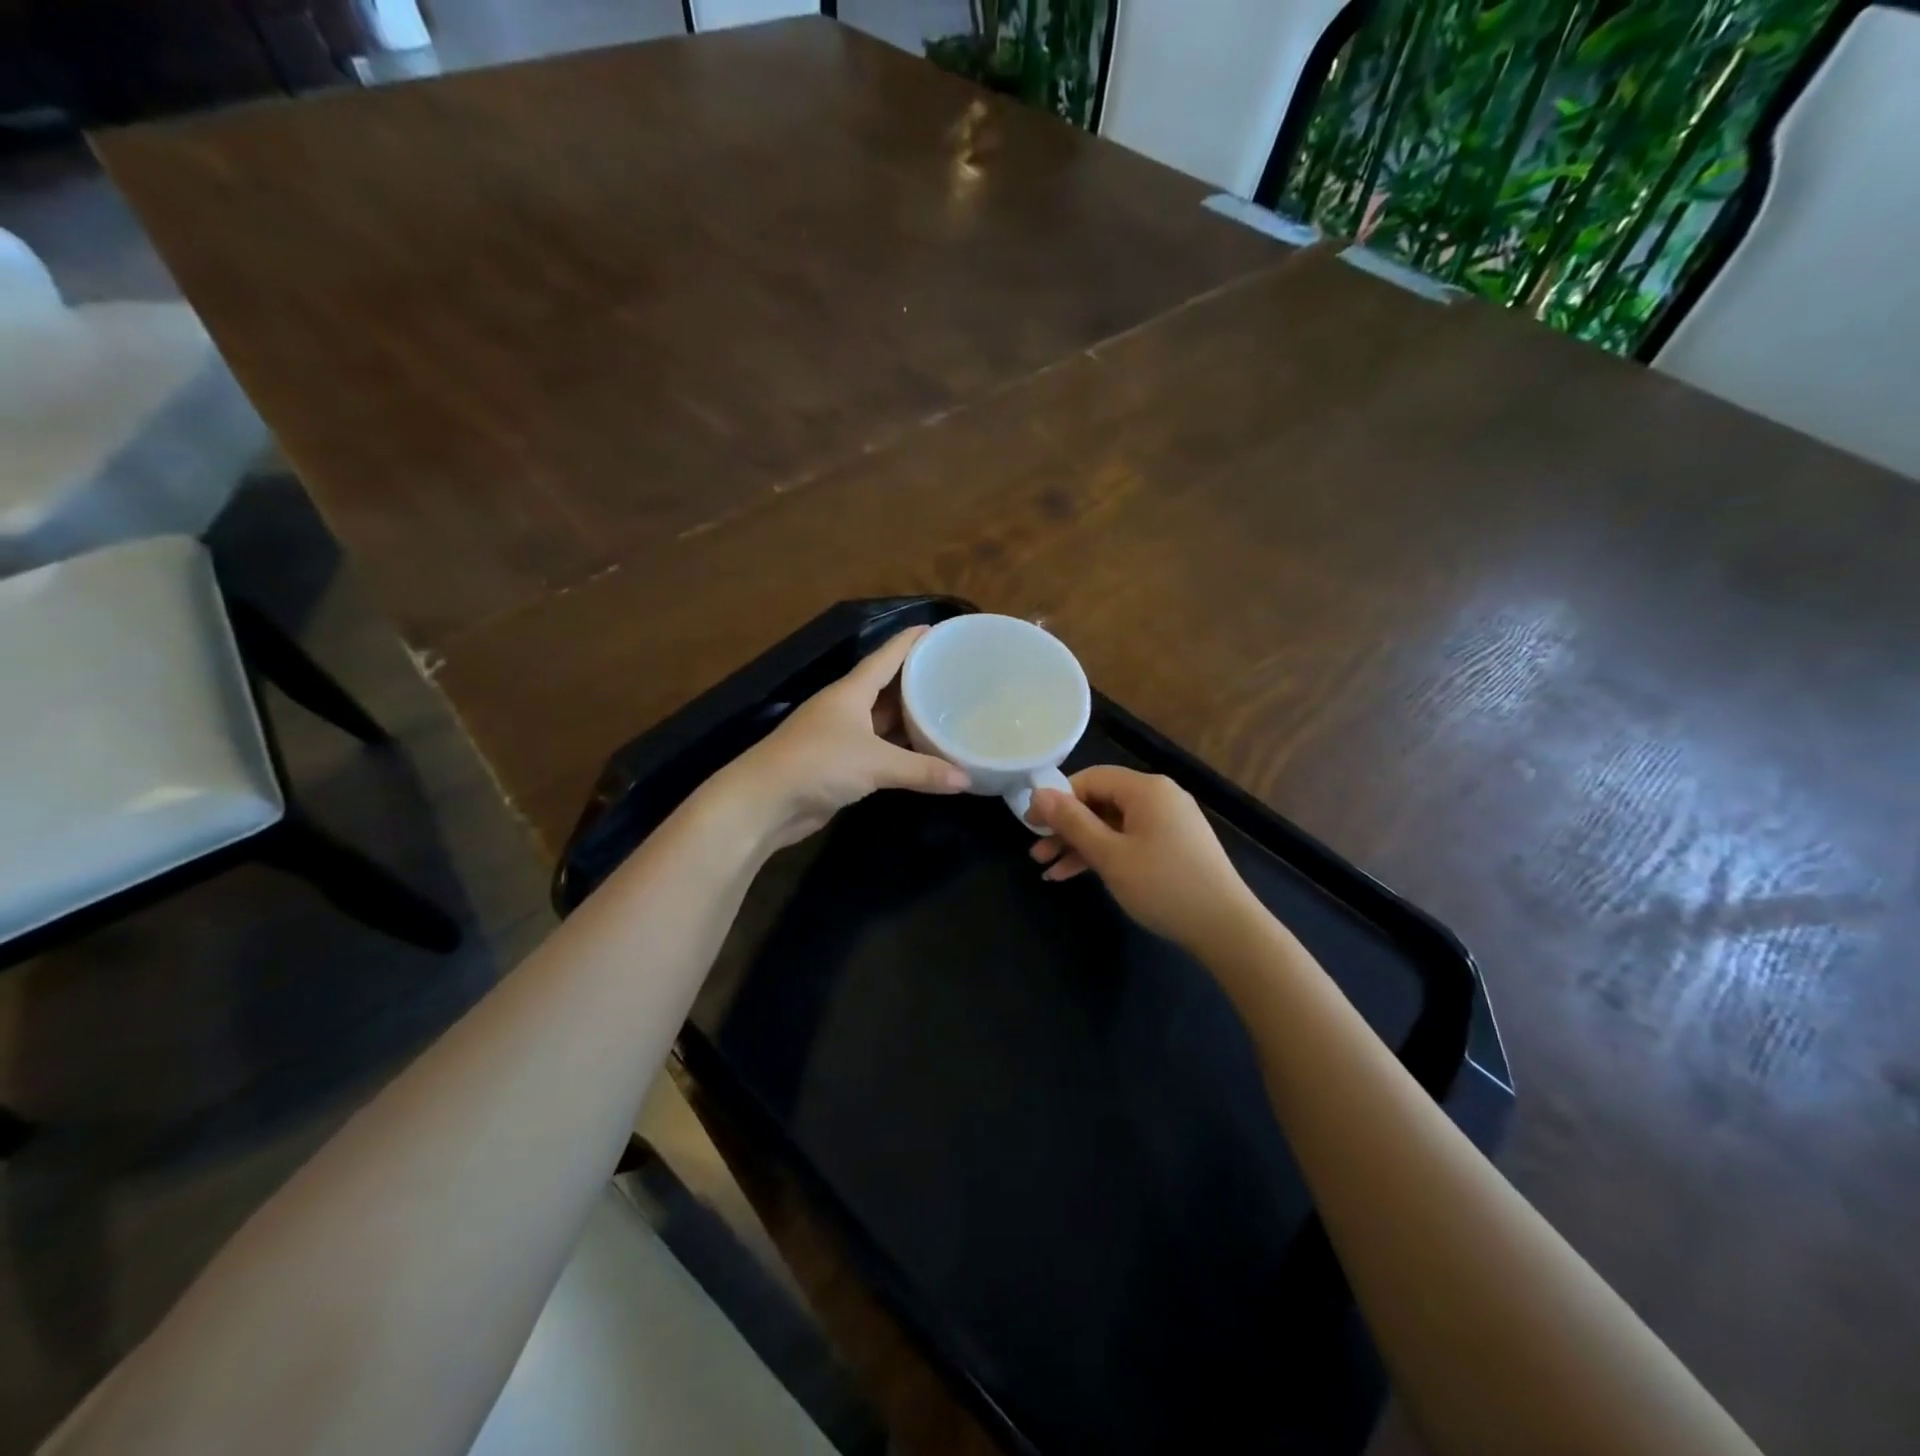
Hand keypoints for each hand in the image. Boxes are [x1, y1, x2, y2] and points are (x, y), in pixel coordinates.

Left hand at [717, 626, 968, 851]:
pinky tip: (923, 752)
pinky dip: (900, 749)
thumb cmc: (818, 764)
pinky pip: (878, 749)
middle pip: (887, 687)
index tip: (937, 630)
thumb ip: (921, 771)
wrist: (764, 803)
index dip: (910, 641)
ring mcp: (840, 736)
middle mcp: (846, 708)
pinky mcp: (839, 765)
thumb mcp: (875, 763)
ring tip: (946, 711)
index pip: (886, 656)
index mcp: (850, 691)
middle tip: (954, 675)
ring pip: (883, 720)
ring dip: (909, 717)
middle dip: (917, 680)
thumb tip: (967, 780)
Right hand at [1027, 766, 1263, 953]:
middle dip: (1065, 827)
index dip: (1057, 799)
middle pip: (1100, 801)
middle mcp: (1159, 797)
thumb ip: (1072, 822)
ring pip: (1112, 824)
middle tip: (1036, 851)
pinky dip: (1103, 854)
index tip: (1031, 825)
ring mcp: (1168, 822)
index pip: (1090, 778)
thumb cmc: (1163, 885)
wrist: (1226, 928)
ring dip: (1079, 844)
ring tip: (1047, 869)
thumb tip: (1037, 793)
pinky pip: (1129, 840)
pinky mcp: (1173, 846)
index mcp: (1146, 789)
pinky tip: (1075, 874)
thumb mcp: (1110, 855)